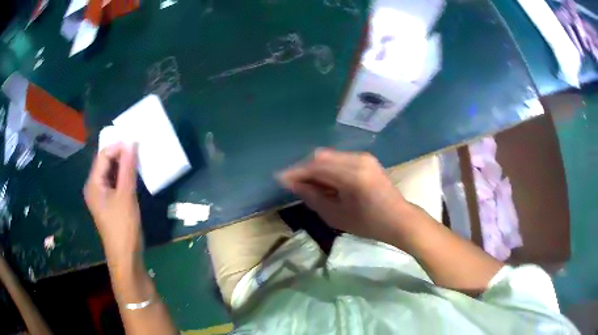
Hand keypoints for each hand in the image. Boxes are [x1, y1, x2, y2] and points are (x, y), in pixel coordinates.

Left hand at [84, 143, 141, 262]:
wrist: (126, 258)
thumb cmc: (123, 227)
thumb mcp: (126, 196)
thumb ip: (127, 168)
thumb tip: (131, 142)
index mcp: (93, 184)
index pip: (103, 155)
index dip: (118, 146)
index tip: (136, 143)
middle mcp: (94, 187)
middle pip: (105, 163)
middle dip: (120, 154)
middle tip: (138, 150)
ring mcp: (101, 196)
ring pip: (111, 173)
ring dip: (123, 165)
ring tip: (138, 160)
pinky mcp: (109, 203)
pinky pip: (114, 183)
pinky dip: (123, 177)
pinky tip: (134, 176)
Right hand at [278, 149, 408, 242]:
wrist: (399, 219)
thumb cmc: (368, 224)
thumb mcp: (336, 215)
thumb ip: (313, 197)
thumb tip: (293, 184)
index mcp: (352, 176)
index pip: (316, 167)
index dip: (295, 172)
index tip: (279, 178)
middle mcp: (358, 160)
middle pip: (321, 157)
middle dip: (304, 169)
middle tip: (294, 184)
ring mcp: (364, 157)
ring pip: (329, 156)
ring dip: (315, 168)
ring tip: (308, 185)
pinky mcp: (366, 159)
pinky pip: (339, 159)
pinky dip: (327, 168)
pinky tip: (325, 181)